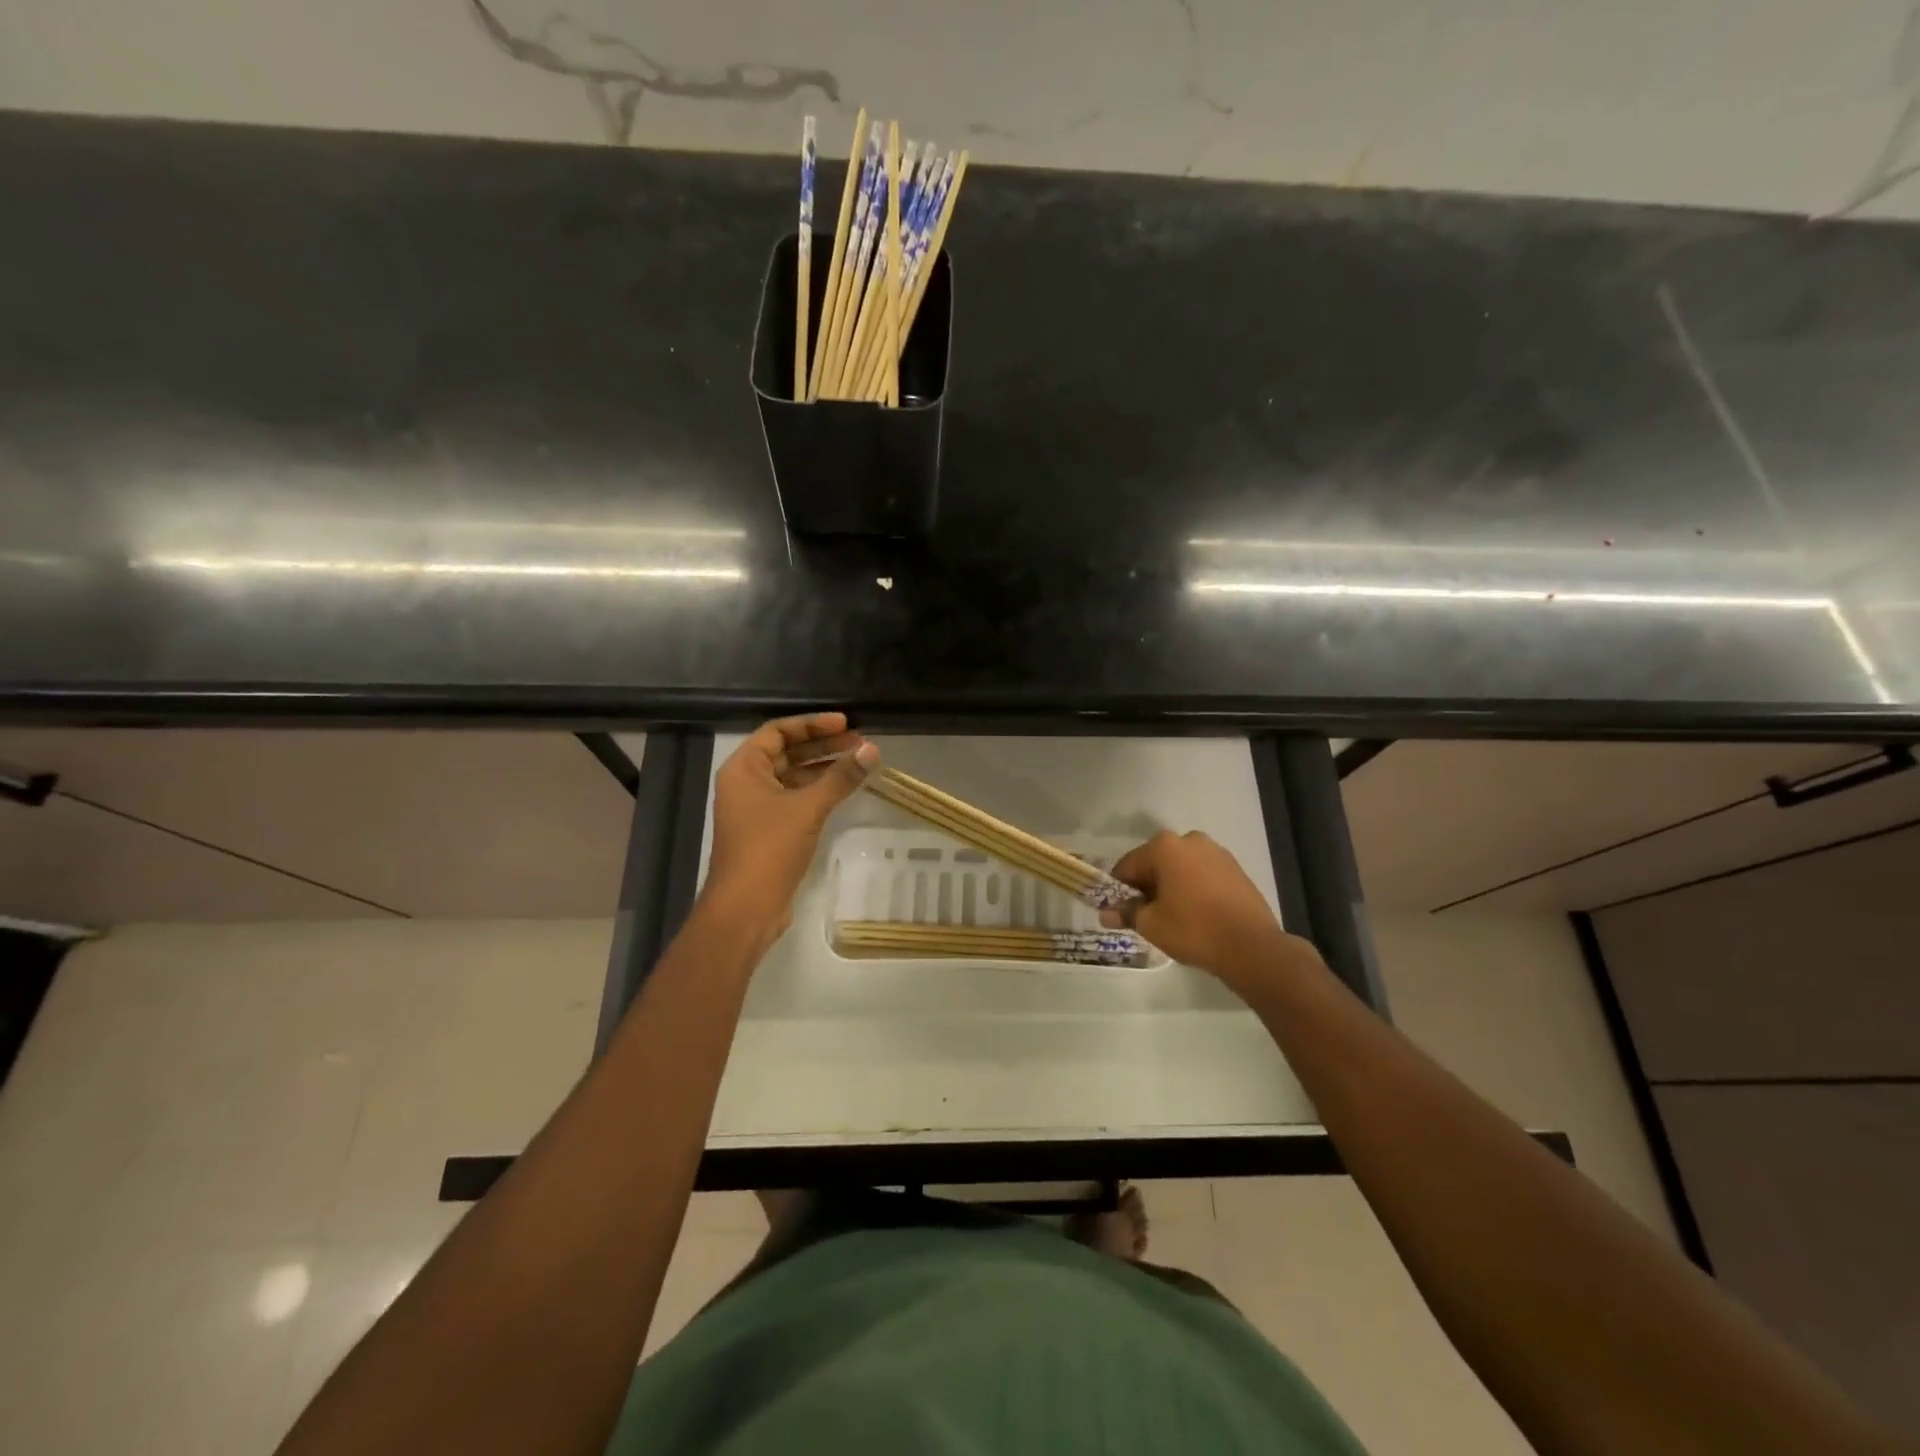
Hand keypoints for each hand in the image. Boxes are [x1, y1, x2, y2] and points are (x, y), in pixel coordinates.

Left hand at [703, 713, 878, 942]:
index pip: (778, 731)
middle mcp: (746, 783)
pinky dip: (818, 791)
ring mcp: (757, 808)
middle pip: (786, 752)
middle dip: (823, 746)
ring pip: (793, 777)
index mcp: (743, 769)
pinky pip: (795, 799)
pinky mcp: (769, 830)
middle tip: (860, 744)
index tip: (845, 724)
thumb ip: (840, 777)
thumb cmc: (769, 848)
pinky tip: (844, 790)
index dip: (812, 725)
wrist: (746, 908)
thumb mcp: (808, 808)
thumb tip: (872, 749)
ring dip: (823, 769)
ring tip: (859, 764)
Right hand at [1100, 830, 1299, 982]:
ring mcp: (1217, 852)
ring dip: (1170, 887)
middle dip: (1146, 887)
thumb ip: (1126, 913)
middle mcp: (1190, 840)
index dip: (1118, 890)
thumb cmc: (1193, 929)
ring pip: (1180, 868)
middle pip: (1155, 863)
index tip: (1117, 912)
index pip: (1128, 866)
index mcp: (1164, 846)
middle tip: (1144, 916)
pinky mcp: (1235, 869)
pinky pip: (1202, 875)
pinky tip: (1196, 914)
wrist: (1251, 946)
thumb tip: (1106, 914)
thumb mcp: (1151, 924)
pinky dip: (1193, 889)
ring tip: (1172, 917)